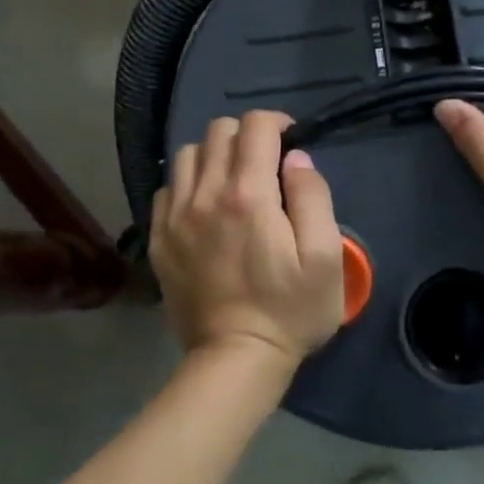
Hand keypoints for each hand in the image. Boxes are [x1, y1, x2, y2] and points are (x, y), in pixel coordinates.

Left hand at [152, 110, 345, 376]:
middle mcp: (204, 194)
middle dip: (247, 135)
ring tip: (233, 181)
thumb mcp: (325, 258)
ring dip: (214, 156)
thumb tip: (296, 160)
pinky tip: (205, 207)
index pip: (255, 126)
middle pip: (218, 131)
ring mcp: (175, 217)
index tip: (291, 143)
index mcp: (248, 195)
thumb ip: (313, 197)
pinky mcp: (159, 239)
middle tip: (267, 164)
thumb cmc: (290, 311)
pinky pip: (167, 188)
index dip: (277, 123)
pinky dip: (188, 184)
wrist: (235, 360)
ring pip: (187, 154)